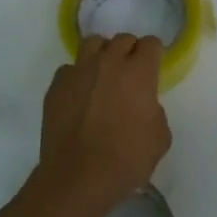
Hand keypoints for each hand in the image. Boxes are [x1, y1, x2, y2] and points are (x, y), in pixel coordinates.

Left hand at [39, 34, 170, 203]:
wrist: (78, 177)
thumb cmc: (126, 159)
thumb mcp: (160, 138)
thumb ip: (155, 112)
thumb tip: (143, 106)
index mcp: (138, 72)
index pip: (151, 43)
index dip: (154, 54)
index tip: (153, 68)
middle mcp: (108, 62)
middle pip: (122, 39)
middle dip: (129, 52)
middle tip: (130, 74)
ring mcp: (78, 71)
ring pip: (93, 44)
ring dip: (102, 54)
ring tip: (103, 75)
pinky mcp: (56, 86)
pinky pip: (69, 69)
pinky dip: (77, 77)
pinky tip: (79, 96)